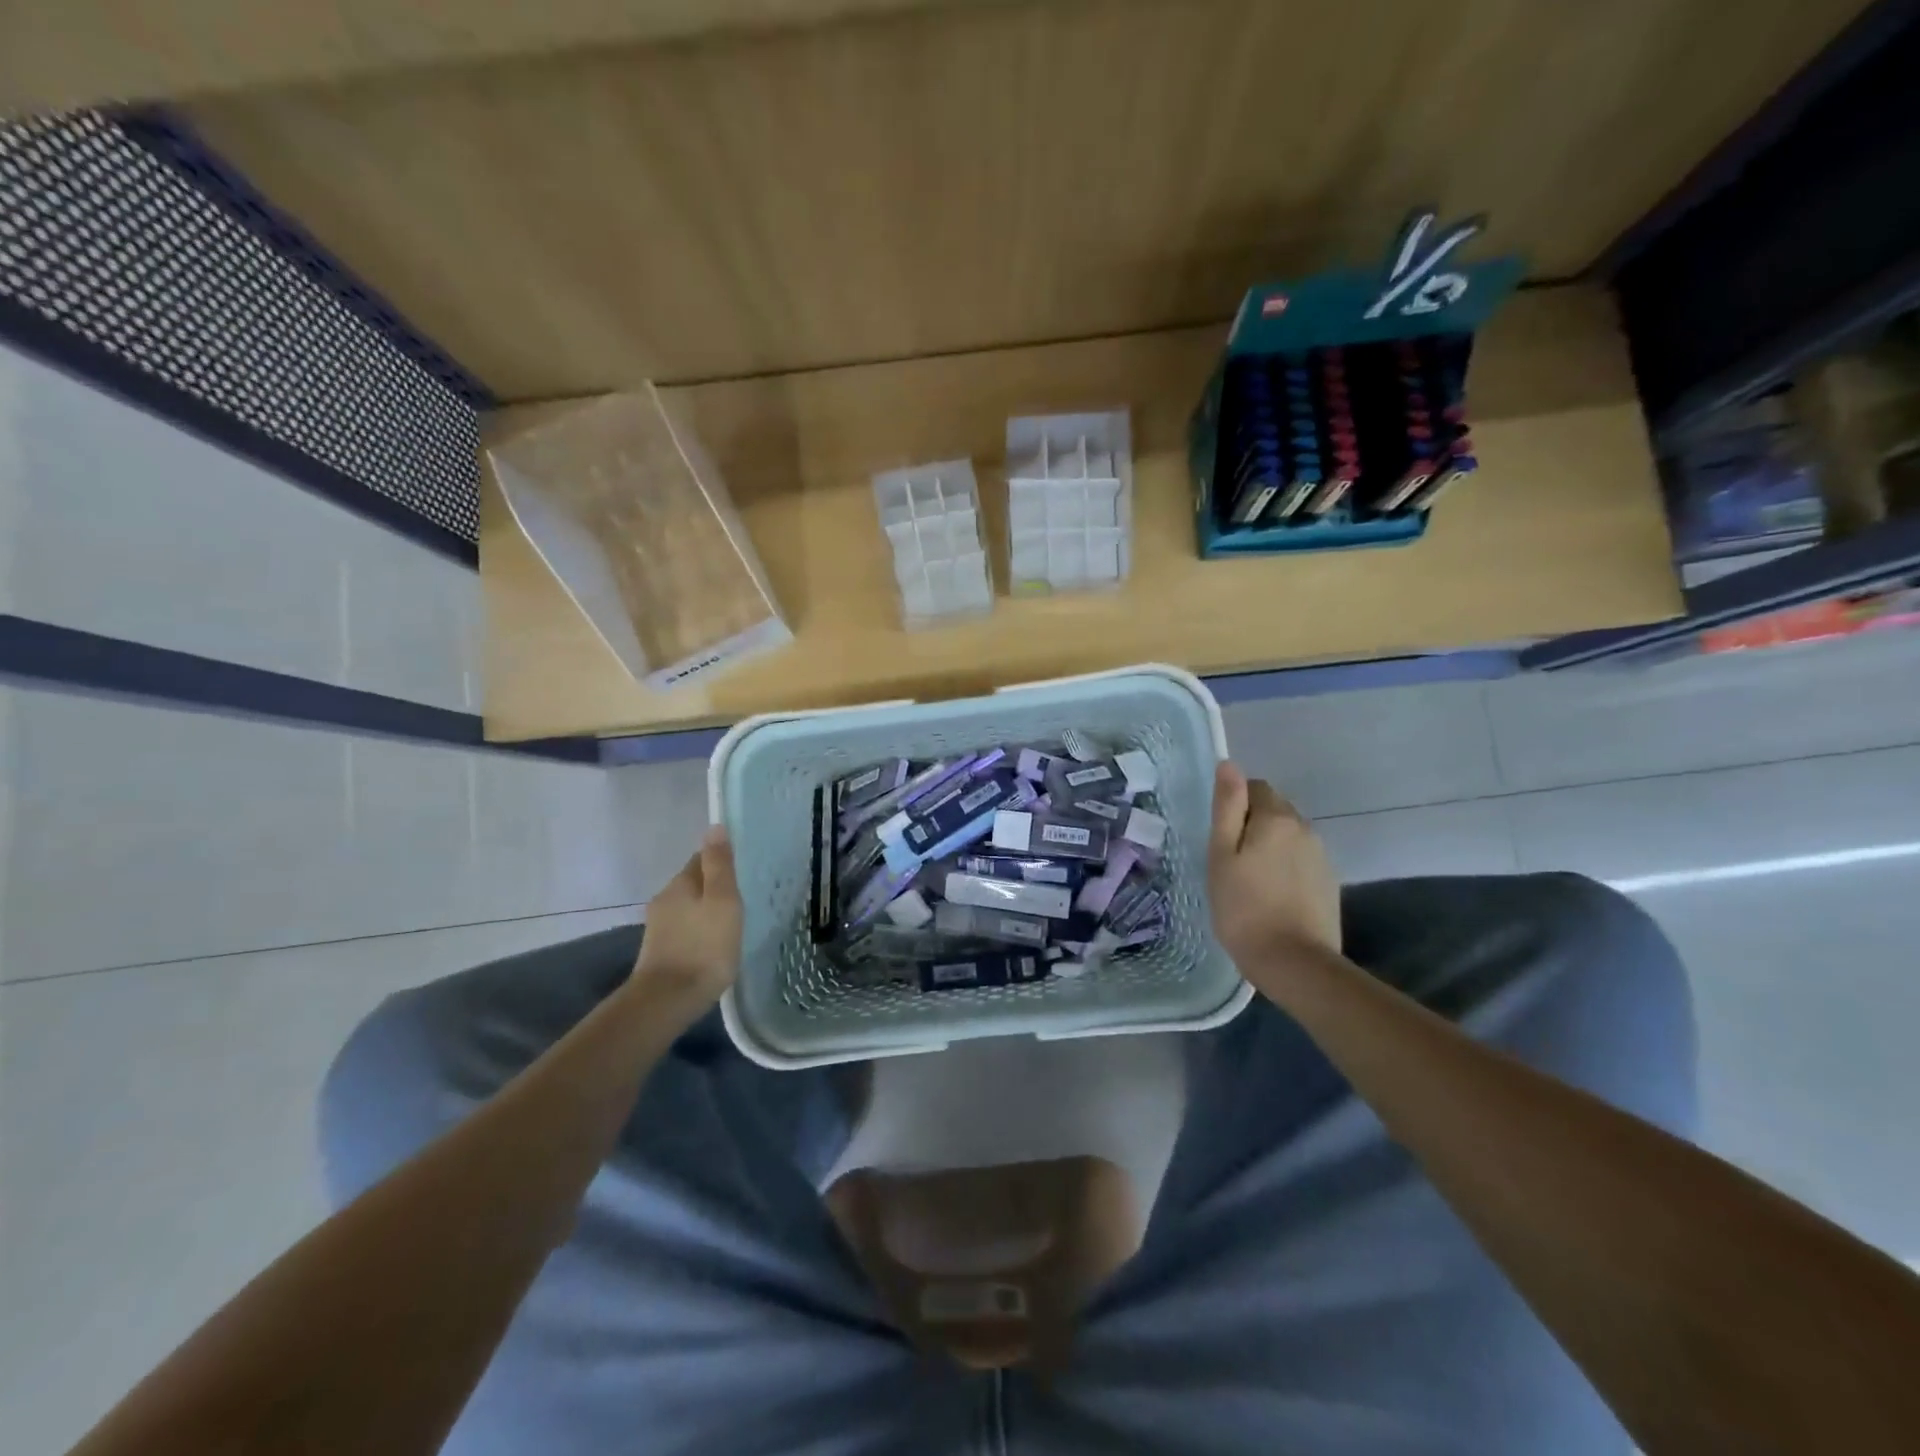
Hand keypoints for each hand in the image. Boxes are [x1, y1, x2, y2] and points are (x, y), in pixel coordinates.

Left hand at [628, 827, 742, 1013]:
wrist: (667, 1000)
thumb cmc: (704, 946)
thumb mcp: (723, 900)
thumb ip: (719, 864)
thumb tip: (715, 826)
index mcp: (680, 883)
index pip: (702, 859)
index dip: (722, 861)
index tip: (743, 870)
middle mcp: (664, 899)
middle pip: (694, 883)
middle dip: (714, 888)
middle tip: (742, 899)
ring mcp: (658, 927)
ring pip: (688, 908)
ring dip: (706, 911)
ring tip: (730, 923)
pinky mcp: (658, 951)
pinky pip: (684, 929)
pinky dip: (698, 931)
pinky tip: (712, 944)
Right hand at [1208, 762, 1341, 997]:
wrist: (1294, 962)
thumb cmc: (1243, 907)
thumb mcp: (1221, 855)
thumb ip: (1226, 806)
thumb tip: (1229, 764)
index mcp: (1276, 817)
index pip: (1255, 787)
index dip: (1234, 805)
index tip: (1220, 836)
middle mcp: (1305, 828)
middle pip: (1274, 810)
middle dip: (1253, 823)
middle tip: (1231, 860)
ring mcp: (1322, 855)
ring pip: (1289, 835)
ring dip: (1270, 845)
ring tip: (1250, 880)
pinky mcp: (1329, 882)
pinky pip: (1302, 859)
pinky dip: (1286, 867)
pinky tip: (1273, 894)